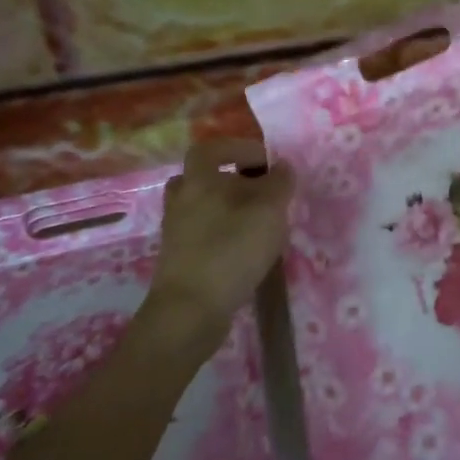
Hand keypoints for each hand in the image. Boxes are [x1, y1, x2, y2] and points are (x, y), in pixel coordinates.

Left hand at [149, 139, 293, 339]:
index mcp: (199, 179)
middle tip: (261, 191)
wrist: (190, 310)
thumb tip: (283, 166)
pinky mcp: (179, 258)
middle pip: (204, 177)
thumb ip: (279, 184)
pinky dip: (224, 233)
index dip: (240, 149)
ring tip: (258, 222)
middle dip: (234, 180)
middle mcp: (182, 200)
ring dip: (229, 208)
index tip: (267, 161)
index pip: (213, 148)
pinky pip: (203, 233)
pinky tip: (246, 249)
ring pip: (203, 207)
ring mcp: (176, 231)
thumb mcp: (269, 211)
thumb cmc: (231, 250)